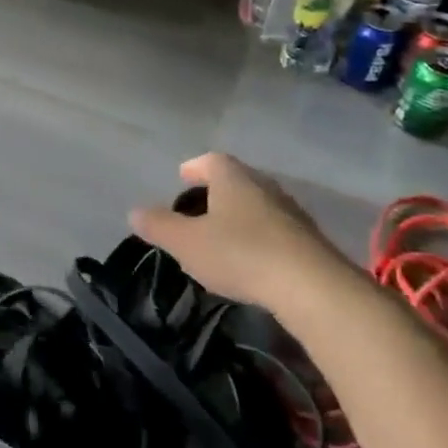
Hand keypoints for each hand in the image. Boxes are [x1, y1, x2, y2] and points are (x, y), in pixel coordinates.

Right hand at [128, 152, 365, 319]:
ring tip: (220, 239)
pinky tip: (250, 262)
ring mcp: (291, 212)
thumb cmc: (240, 254)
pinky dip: (258, 239)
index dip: (193, 168)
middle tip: (196, 211)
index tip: (182, 178)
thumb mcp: (186, 243)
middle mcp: (264, 186)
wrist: (313, 287)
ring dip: (239, 217)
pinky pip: (275, 231)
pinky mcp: (309, 241)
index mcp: (232, 178)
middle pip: (235, 181)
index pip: (210, 160)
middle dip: (215, 193)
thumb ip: (158, 226)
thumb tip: (134, 211)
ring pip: (257, 206)